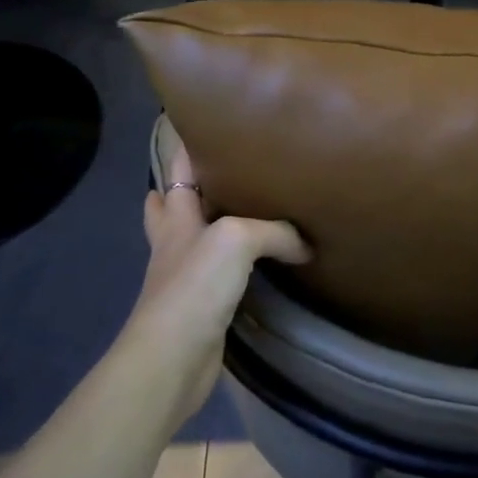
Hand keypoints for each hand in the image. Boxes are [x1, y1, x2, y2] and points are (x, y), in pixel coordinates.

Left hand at [117, 140, 309, 423]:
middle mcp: (176, 242)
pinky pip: (220, 274)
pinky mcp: (201, 306)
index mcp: (177, 216)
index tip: (198, 120)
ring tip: (245, 210)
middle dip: (187, 185)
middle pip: (172, 203)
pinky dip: (234, 264)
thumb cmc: (195, 286)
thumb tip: (304, 244)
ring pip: (195, 239)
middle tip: (223, 168)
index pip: (176, 170)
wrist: (172, 357)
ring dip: (210, 224)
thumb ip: (274, 232)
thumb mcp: (237, 239)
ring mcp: (185, 276)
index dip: (183, 145)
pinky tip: (259, 263)